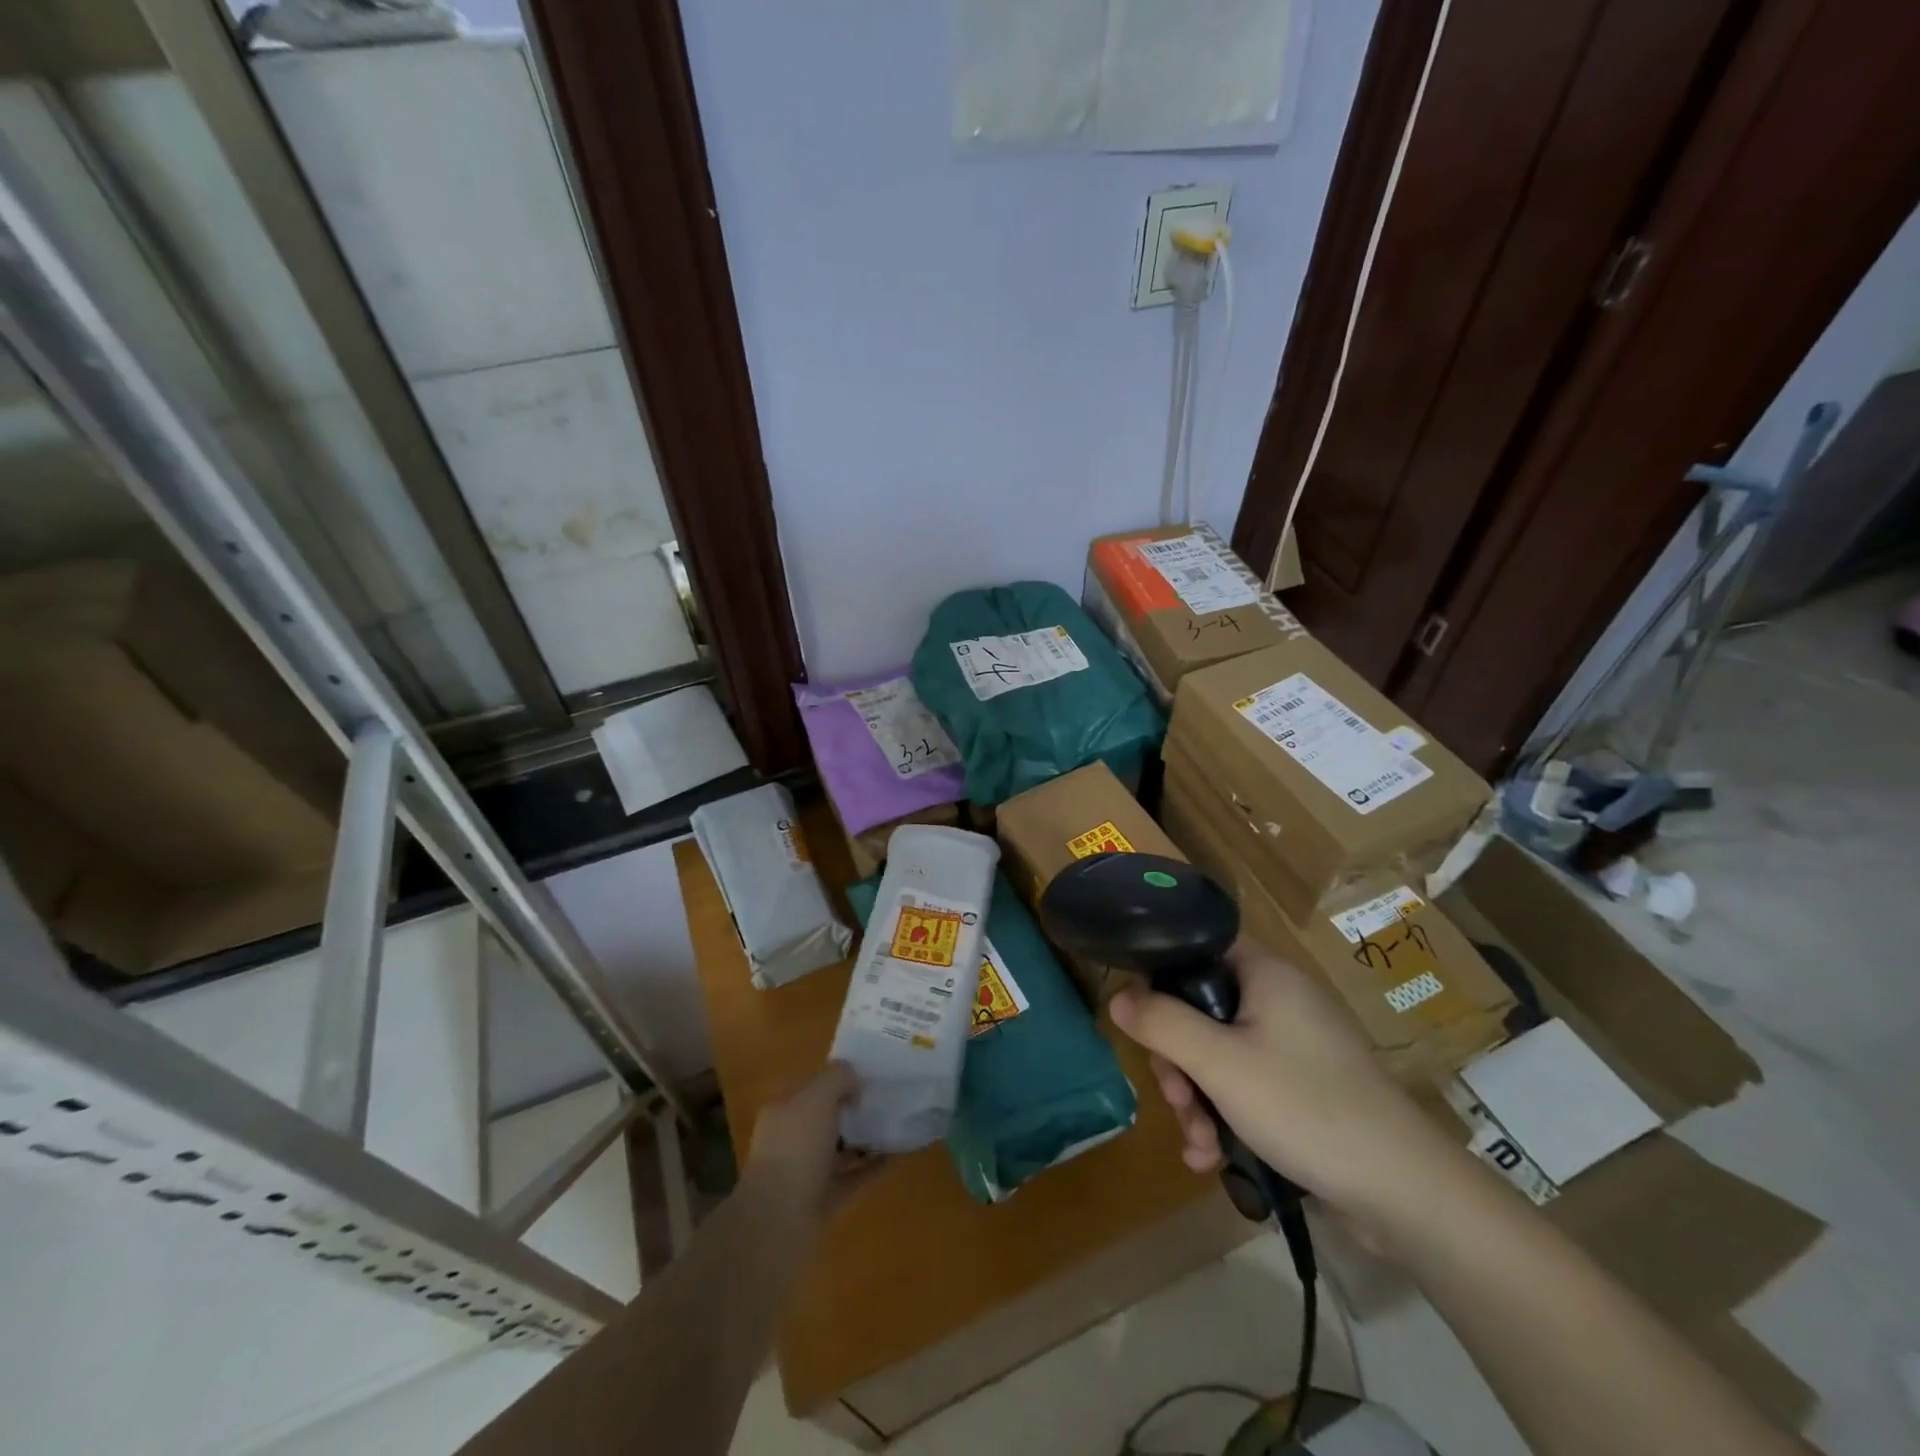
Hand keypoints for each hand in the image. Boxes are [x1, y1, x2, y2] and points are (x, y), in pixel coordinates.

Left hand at [742, 1063, 884, 1230]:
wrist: (779, 1221)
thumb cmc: (796, 1148)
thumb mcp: (817, 1096)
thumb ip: (838, 1079)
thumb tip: (855, 1082)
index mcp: (783, 1111)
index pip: (811, 1087)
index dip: (837, 1078)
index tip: (868, 1074)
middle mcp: (792, 1140)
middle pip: (826, 1118)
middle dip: (852, 1109)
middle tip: (885, 1098)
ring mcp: (807, 1173)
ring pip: (840, 1150)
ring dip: (864, 1139)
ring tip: (894, 1125)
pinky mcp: (824, 1201)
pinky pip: (853, 1178)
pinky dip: (872, 1168)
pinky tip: (896, 1156)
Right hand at [1108, 941, 1460, 1221]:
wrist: (1405, 1192)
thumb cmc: (1305, 1106)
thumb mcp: (1218, 1063)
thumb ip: (1161, 1024)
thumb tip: (1116, 996)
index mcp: (1265, 974)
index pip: (1197, 949)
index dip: (1161, 978)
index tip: (1144, 1023)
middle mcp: (1279, 1001)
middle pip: (1201, 1011)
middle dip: (1178, 1062)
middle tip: (1176, 1100)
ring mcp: (1293, 1047)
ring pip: (1218, 1056)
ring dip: (1197, 1100)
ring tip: (1199, 1146)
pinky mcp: (1303, 1089)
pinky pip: (1245, 1087)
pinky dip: (1224, 1117)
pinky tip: (1213, 1159)